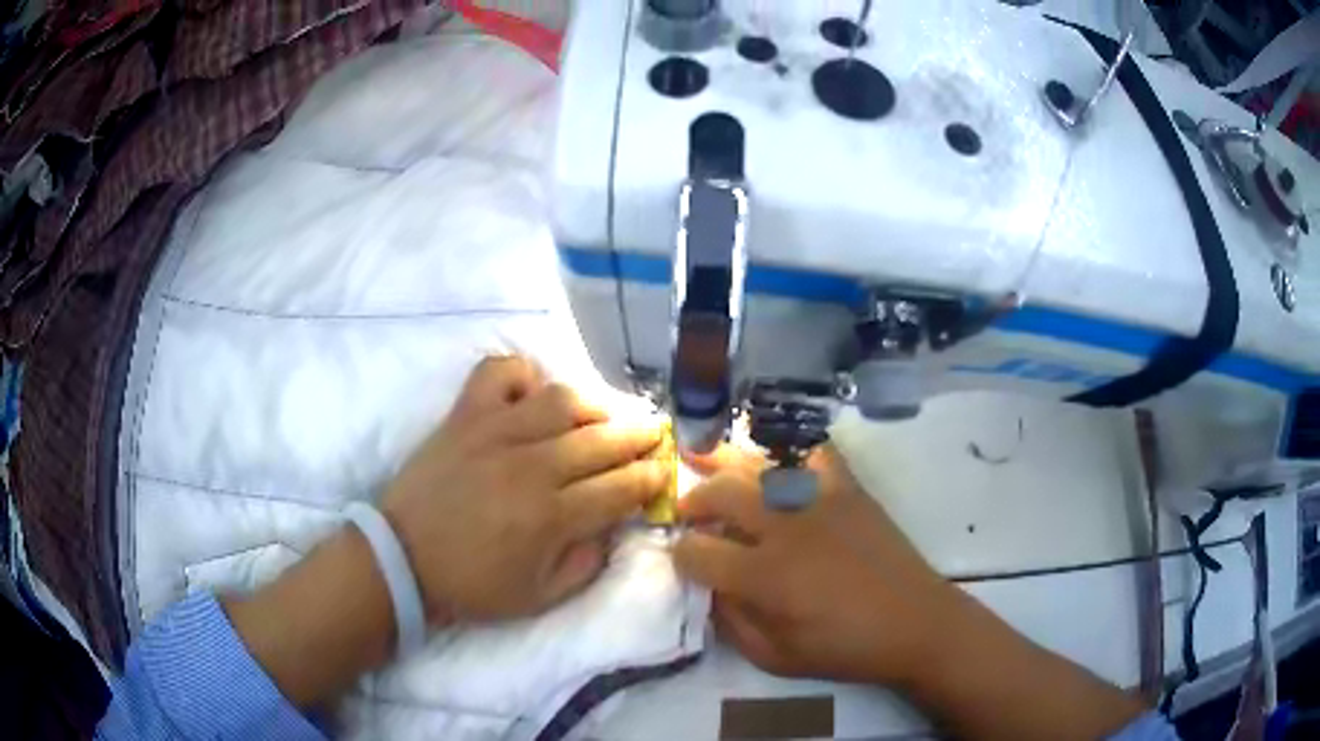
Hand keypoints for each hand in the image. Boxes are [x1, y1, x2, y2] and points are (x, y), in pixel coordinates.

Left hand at [381, 356, 667, 622]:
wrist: (402, 561)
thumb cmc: (471, 585)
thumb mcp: (540, 597)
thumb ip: (586, 564)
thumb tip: (612, 525)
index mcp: (550, 518)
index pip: (620, 488)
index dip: (651, 478)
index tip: (663, 472)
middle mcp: (529, 467)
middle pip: (601, 440)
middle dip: (639, 436)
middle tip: (653, 435)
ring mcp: (493, 433)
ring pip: (561, 400)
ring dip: (595, 405)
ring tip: (605, 416)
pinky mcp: (463, 416)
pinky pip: (499, 373)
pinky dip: (523, 374)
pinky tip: (533, 394)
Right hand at [672, 445, 956, 686]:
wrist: (914, 623)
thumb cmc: (844, 648)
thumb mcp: (775, 657)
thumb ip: (731, 623)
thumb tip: (709, 588)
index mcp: (763, 576)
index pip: (697, 551)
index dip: (681, 554)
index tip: (683, 557)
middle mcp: (785, 529)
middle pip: (721, 493)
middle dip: (694, 500)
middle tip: (688, 510)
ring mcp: (819, 501)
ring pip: (759, 466)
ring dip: (725, 463)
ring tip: (705, 459)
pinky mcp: (849, 489)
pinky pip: (814, 452)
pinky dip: (790, 448)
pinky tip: (775, 455)